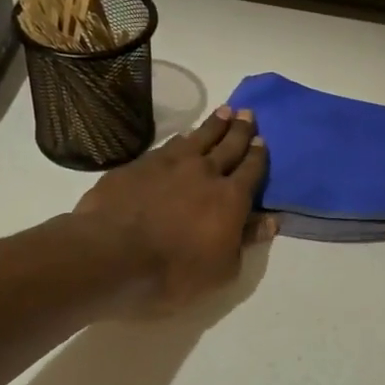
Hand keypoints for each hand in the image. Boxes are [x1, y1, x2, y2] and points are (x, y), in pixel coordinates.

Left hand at [75, 106, 272, 313]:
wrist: (113, 254)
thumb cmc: (175, 272)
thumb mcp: (223, 269)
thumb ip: (246, 240)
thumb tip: (271, 221)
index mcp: (230, 198)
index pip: (250, 171)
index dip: (257, 155)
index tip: (261, 139)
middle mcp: (204, 172)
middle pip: (228, 145)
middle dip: (239, 129)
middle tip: (247, 112)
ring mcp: (169, 164)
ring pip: (198, 137)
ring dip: (213, 124)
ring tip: (223, 111)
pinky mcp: (139, 165)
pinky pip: (168, 145)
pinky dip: (181, 137)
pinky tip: (183, 135)